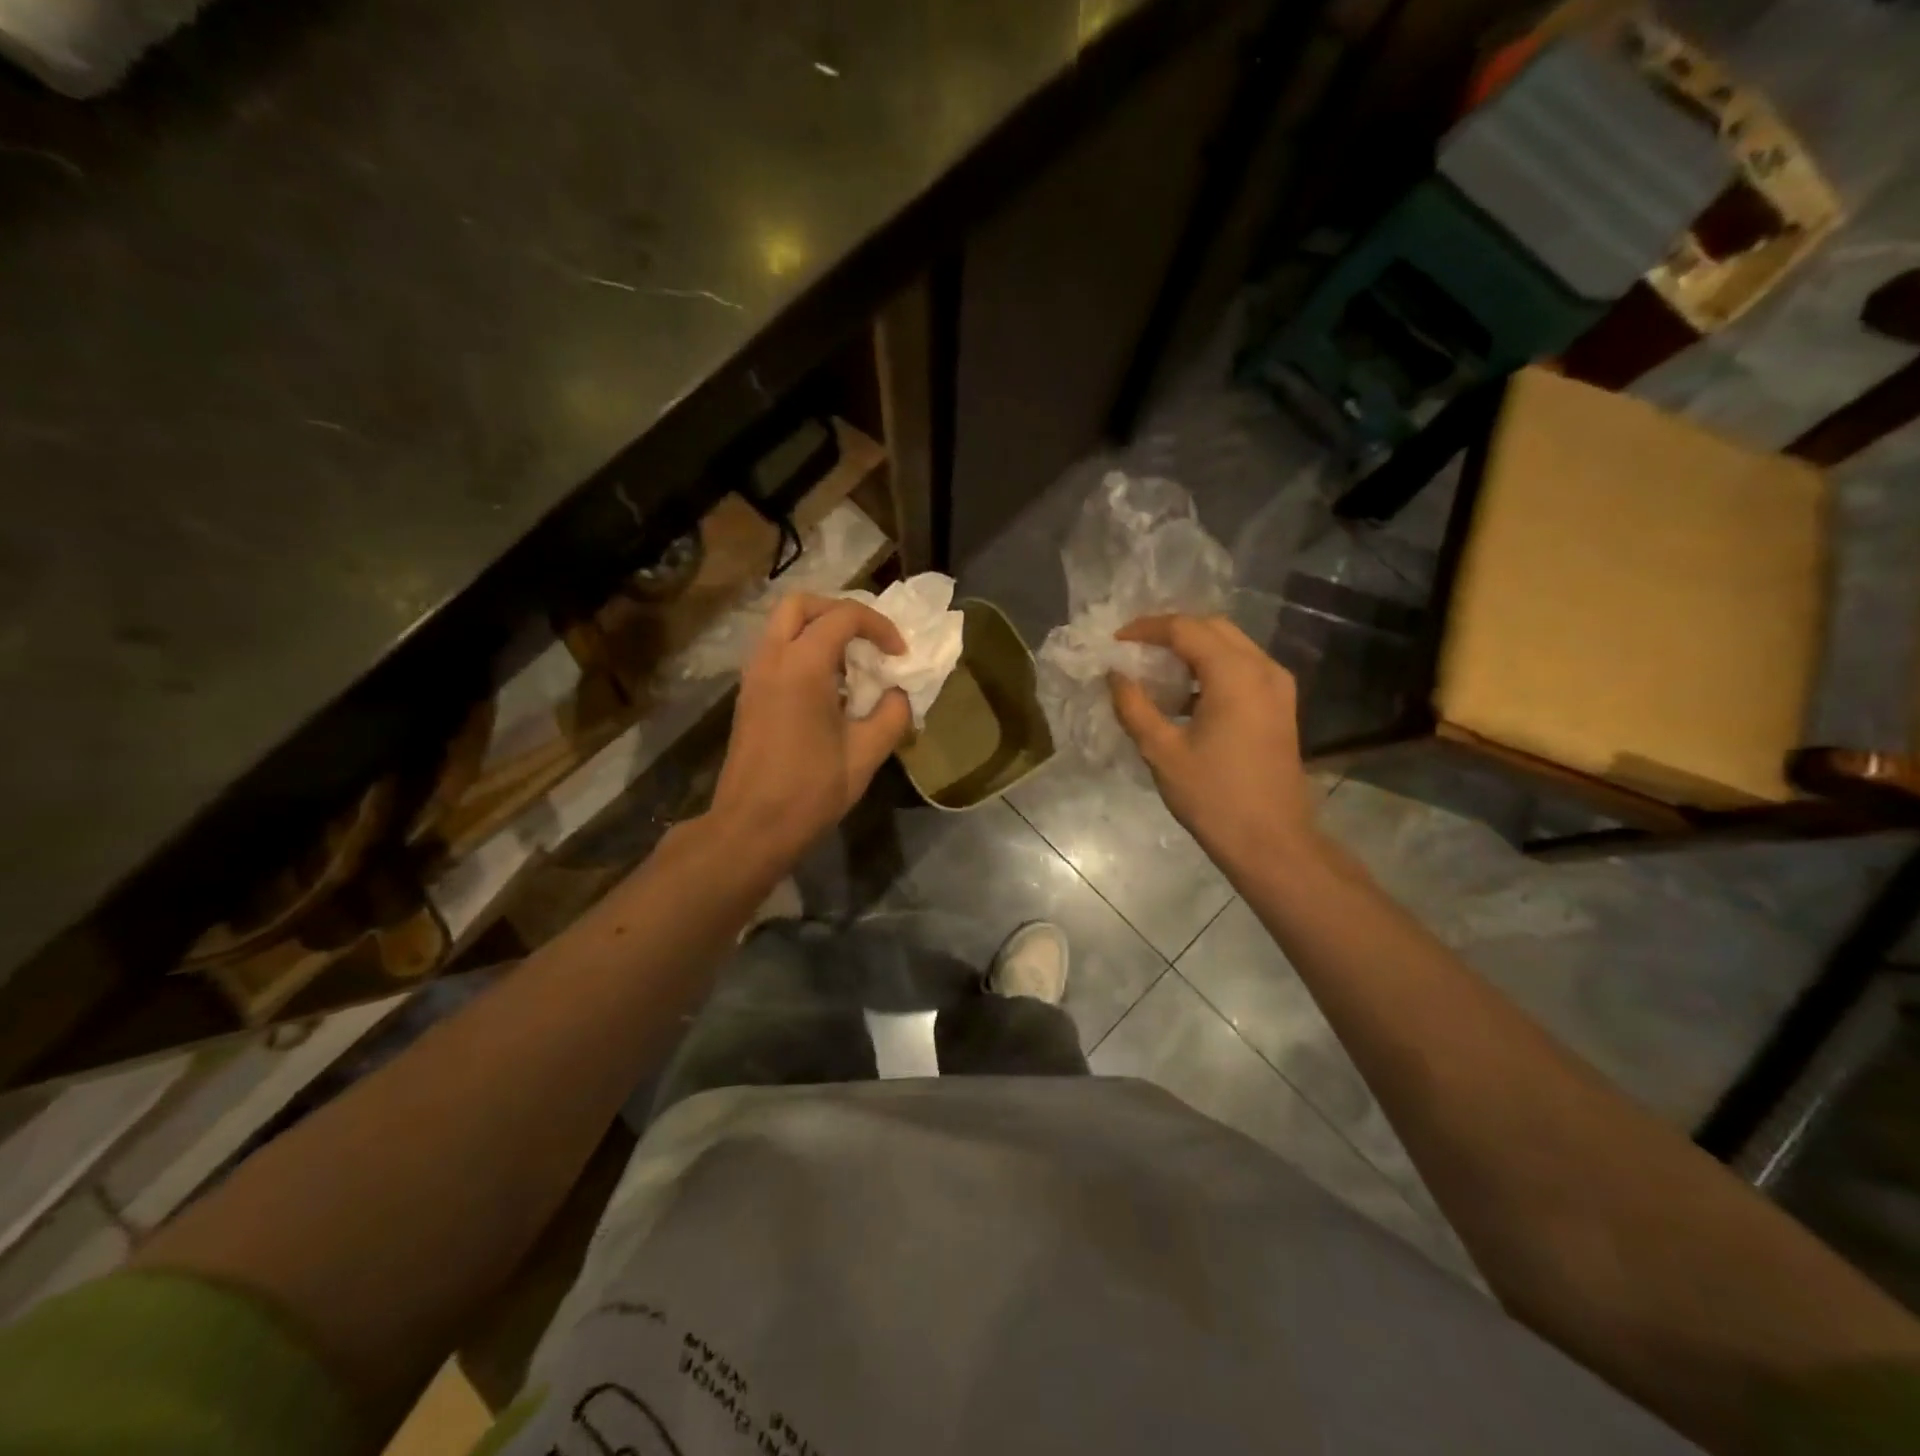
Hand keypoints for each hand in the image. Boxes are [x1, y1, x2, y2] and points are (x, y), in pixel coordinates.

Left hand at [707, 593, 911, 866]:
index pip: (844, 616)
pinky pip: (775, 651)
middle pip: (801, 604)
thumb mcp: (866, 754)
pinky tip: (828, 688)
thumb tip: (899, 695)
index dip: (879, 627)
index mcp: (802, 666)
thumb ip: (892, 714)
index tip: (900, 654)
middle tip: (868, 639)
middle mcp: (771, 658)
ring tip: (851, 662)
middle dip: (840, 611)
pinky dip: (803, 651)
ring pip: (782, 625)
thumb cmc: (810, 791)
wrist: (751, 827)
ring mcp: (753, 676)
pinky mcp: (748, 696)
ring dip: (819, 630)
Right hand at [1108, 614, 1319, 871]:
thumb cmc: (1213, 796)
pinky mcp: (1280, 706)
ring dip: (1193, 648)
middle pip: (1213, 628)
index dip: (1146, 629)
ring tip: (1155, 668)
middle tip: (1135, 648)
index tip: (1116, 641)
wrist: (1272, 841)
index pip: (1185, 629)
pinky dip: (1212, 668)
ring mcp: (1278, 687)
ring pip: (1231, 646)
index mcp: (1235, 674)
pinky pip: (1243, 668)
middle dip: (1171, 631)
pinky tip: (1185, 694)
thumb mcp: (1162, 752)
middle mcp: (1262, 668)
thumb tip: (1114, 675)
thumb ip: (1134, 706)